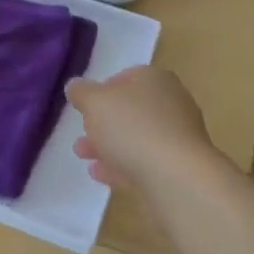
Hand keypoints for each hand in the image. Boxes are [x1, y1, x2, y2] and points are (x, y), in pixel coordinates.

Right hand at [67, 65, 226, 195]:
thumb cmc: (133, 127)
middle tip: (81, 134)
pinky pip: (144, 161)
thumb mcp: (95, 102)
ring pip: (136, 137)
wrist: (176, 177)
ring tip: (82, 155)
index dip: (102, 90)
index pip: (126, 77)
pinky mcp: (178, 167)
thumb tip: (75, 87)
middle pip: (131, 110)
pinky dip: (121, 165)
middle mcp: (171, 103)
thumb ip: (81, 92)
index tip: (85, 107)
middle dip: (103, 122)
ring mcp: (177, 137)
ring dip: (108, 145)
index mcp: (155, 79)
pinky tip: (100, 174)